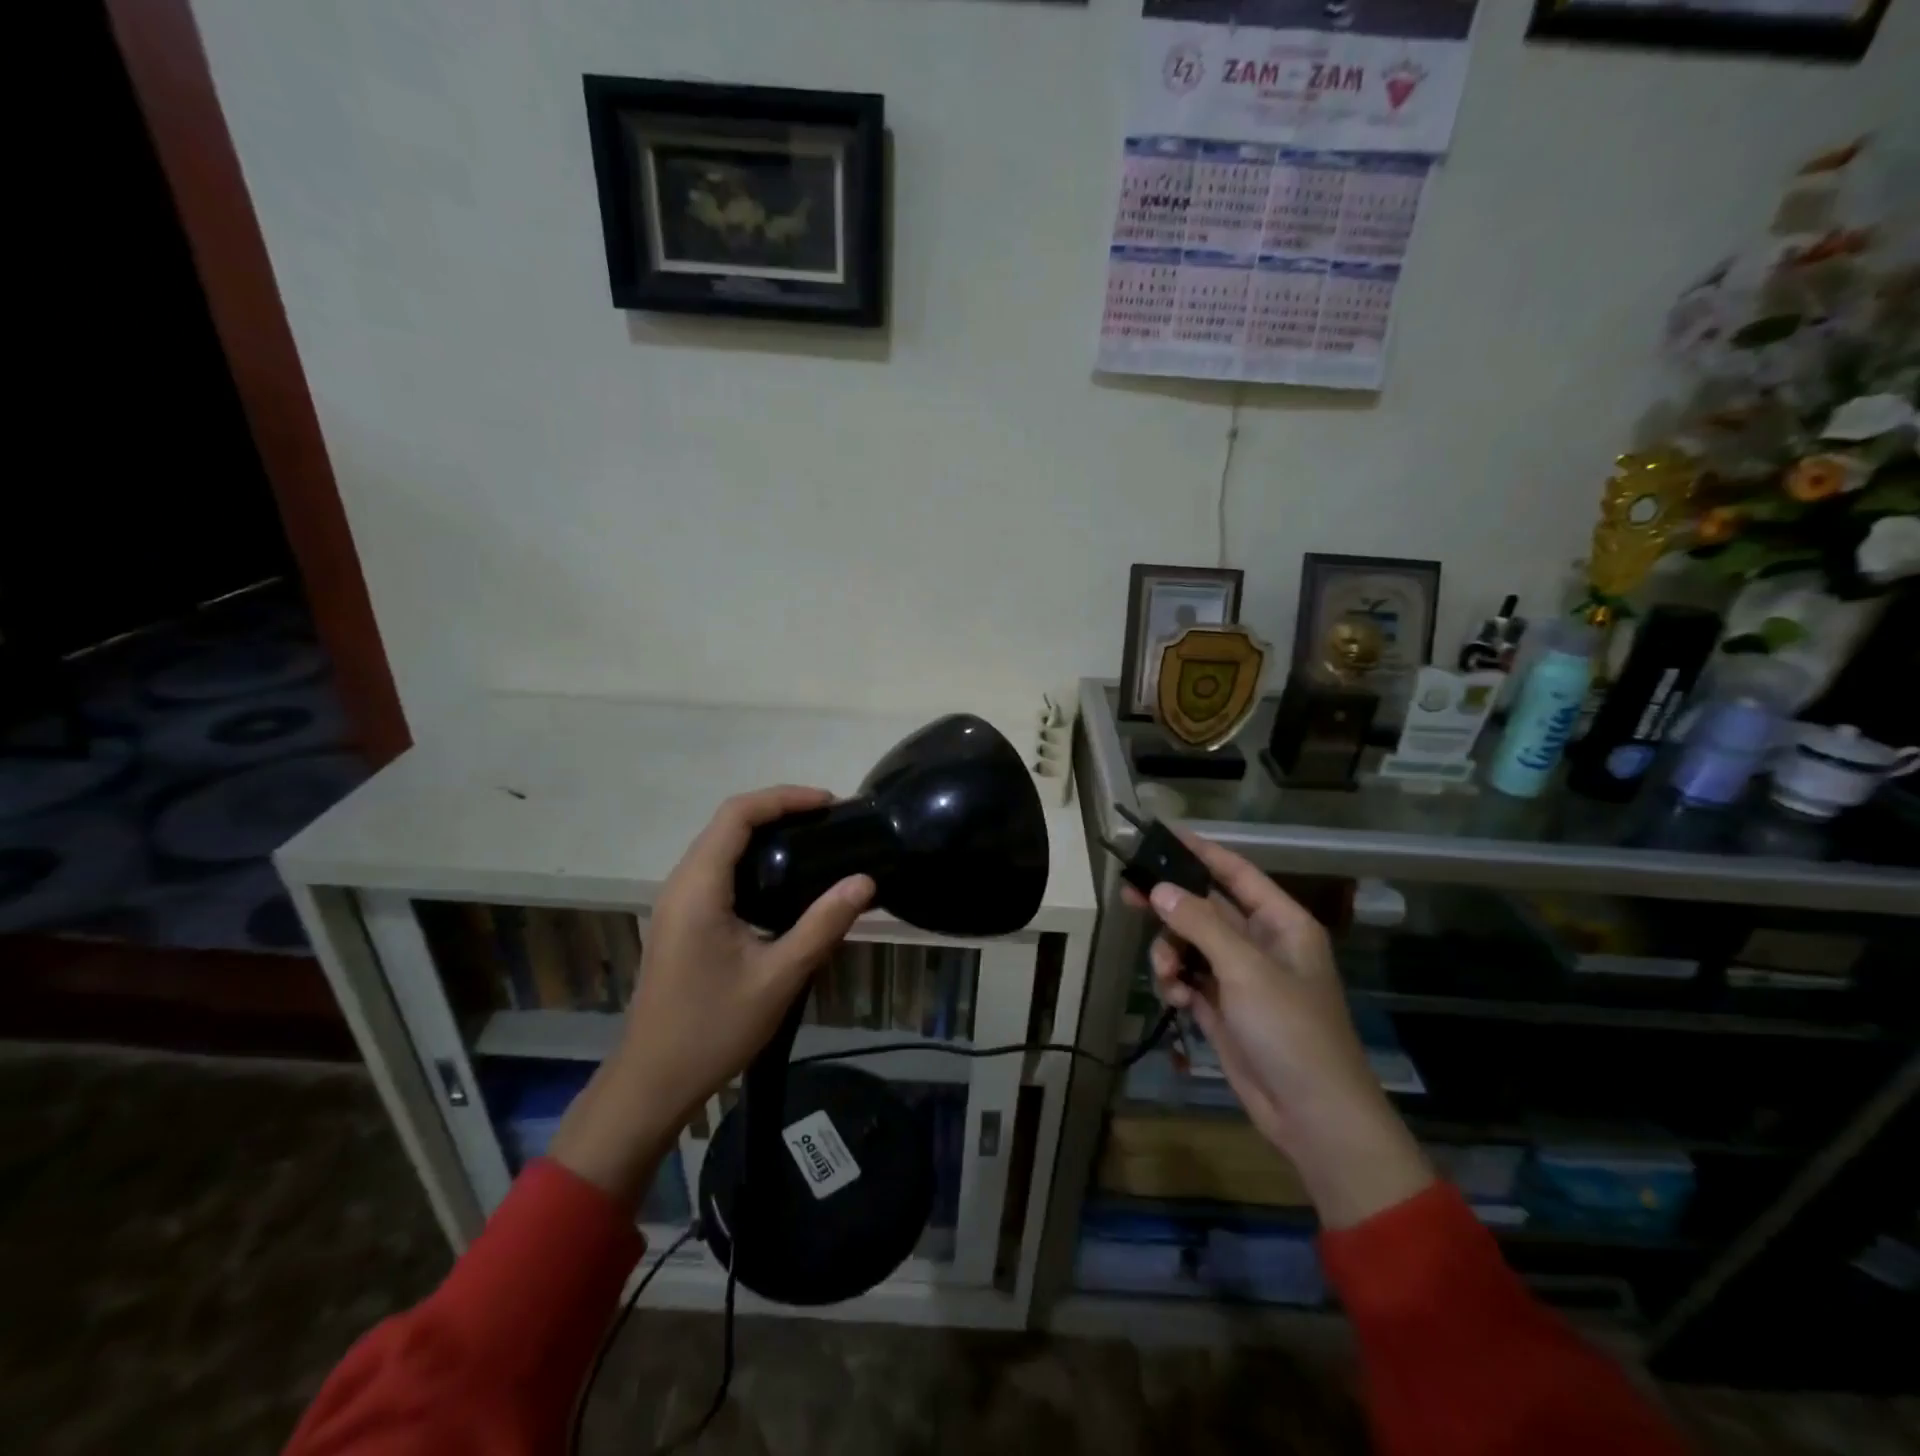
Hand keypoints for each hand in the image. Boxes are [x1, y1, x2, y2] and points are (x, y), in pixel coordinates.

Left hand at [550, 787, 873, 1208]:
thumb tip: (864, 881)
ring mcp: (677, 902)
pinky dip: (752, 859)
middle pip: (727, 823)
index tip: (829, 804)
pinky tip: (784, 880)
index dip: (783, 798)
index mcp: (699, 888)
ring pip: (720, 845)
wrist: (652, 1082)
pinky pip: (717, 870)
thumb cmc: (713, 1029)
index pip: (737, 815)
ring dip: (764, 833)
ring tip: (814, 841)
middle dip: (778, 810)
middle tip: (830, 822)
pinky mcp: (681, 920)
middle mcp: (681, 884)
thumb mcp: (778, 977)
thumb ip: (823, 925)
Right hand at [1126, 834, 1430, 1229]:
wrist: (1314, 1117)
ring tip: (1167, 978)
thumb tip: (1159, 888)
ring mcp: (1241, 979)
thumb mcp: (1246, 969)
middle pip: (1204, 909)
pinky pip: (1188, 980)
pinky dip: (1176, 985)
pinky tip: (1176, 1001)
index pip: (1236, 873)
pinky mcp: (1224, 1010)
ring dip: (1170, 956)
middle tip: (1129, 896)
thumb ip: (1200, 924)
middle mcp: (1261, 944)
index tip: (1161, 835)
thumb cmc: (1291, 1031)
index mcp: (1281, 924)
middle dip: (1170, 907)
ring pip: (1190, 946)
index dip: (1200, 852)